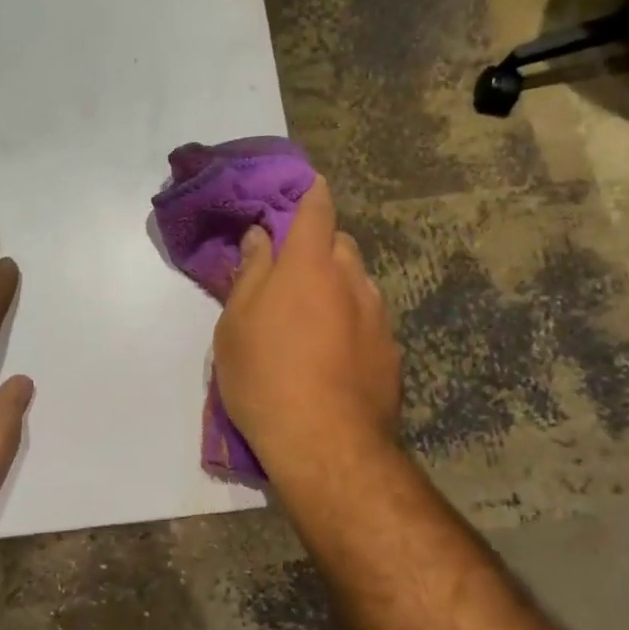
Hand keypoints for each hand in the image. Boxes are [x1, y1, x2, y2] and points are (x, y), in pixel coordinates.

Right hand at [213, 175, 400, 478]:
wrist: (326, 443)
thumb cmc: (265, 376)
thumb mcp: (236, 324)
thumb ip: (250, 274)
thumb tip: (260, 237)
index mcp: (309, 265)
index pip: (316, 210)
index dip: (311, 193)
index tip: (306, 186)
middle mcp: (352, 280)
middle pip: (340, 245)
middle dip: (319, 247)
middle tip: (291, 272)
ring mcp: (378, 317)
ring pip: (358, 283)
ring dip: (337, 286)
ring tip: (312, 320)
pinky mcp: (392, 352)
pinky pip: (369, 320)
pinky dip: (352, 322)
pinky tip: (334, 355)